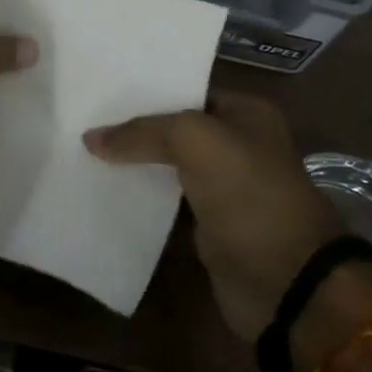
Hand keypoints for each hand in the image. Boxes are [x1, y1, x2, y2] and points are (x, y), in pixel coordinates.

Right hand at [86, 93, 371, 344]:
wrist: (286, 282)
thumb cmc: (247, 193)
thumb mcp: (193, 141)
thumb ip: (142, 132)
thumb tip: (91, 138)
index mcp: (247, 113)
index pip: (188, 90)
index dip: (148, 90)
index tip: (104, 89)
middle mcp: (239, 145)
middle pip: (176, 129)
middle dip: (137, 127)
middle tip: (87, 119)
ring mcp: (225, 188)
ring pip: (170, 166)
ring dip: (136, 164)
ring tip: (85, 151)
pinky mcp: (210, 226)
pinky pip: (169, 203)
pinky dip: (142, 198)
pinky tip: (105, 190)